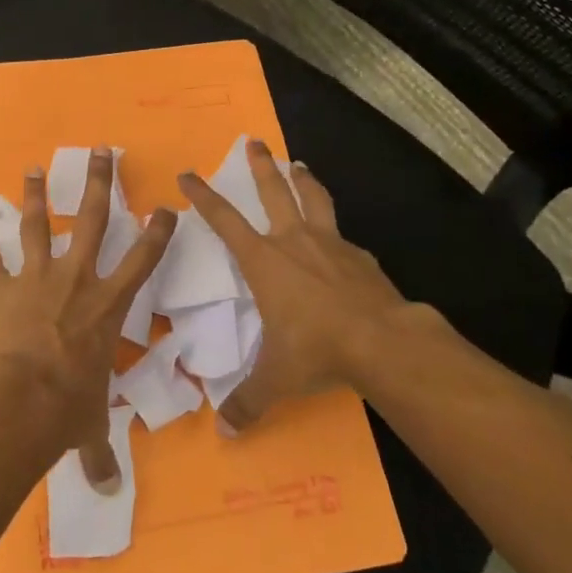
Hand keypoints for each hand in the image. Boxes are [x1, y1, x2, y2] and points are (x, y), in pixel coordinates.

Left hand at [0, 148, 174, 489]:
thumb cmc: (67, 407)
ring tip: (34, 169)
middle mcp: (77, 281)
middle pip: (92, 219)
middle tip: (101, 151)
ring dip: (36, 197)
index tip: (166, 206)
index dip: (158, 231)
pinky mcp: (3, 291)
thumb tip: (107, 490)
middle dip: (99, 183)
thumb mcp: (89, 426)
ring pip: (39, 226)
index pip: (143, 260)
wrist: (19, 401)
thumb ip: (98, 451)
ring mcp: (38, 280)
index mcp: (108, 306)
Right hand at [178, 140, 437, 433]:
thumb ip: (247, 401)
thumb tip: (223, 431)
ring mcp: (331, 244)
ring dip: (304, 180)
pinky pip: (343, 237)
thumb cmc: (316, 349)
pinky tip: (341, 241)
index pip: (225, 220)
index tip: (189, 174)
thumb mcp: (275, 378)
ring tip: (300, 164)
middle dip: (260, 165)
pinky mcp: (361, 257)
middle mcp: (294, 242)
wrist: (382, 341)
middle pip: (274, 191)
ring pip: (314, 199)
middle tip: (253, 141)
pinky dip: (336, 232)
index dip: (204, 196)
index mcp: (264, 261)